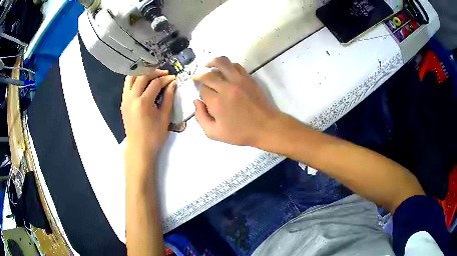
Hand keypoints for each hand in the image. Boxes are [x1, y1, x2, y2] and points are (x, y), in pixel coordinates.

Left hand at [121, 70, 175, 158]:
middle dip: (154, 72)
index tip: (174, 78)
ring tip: (152, 75)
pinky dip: (135, 80)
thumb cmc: (154, 136)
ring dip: (142, 74)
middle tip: (164, 74)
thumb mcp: (164, 117)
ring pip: (131, 78)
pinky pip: (127, 86)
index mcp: (143, 102)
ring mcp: (125, 100)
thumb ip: (168, 98)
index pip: (155, 83)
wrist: (139, 149)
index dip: (166, 79)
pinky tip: (143, 84)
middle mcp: (131, 98)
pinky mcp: (123, 103)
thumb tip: (173, 83)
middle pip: (142, 76)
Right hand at [193, 57, 280, 145]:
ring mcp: (238, 80)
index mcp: (217, 102)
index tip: (203, 97)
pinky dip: (227, 65)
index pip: (202, 90)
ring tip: (207, 66)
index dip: (200, 93)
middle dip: (199, 76)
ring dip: (211, 63)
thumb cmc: (240, 133)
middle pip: (208, 75)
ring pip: (221, 62)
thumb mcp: (214, 133)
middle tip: (197, 78)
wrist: (266, 127)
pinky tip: (224, 70)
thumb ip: (200, 117)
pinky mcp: (248, 78)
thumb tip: (196, 101)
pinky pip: (235, 65)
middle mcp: (226, 88)